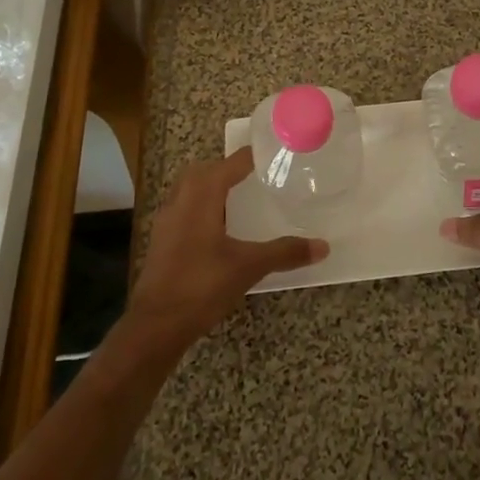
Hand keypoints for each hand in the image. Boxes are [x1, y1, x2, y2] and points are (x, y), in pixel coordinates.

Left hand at [127, 148, 328, 349]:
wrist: (155, 326)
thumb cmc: (202, 285)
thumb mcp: (249, 266)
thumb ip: (285, 252)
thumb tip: (323, 246)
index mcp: (202, 195)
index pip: (231, 163)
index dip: (252, 156)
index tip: (276, 154)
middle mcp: (181, 200)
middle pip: (205, 171)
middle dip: (228, 168)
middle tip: (256, 174)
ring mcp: (167, 221)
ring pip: (190, 190)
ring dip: (212, 187)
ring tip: (240, 198)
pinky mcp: (162, 241)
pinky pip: (184, 209)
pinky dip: (203, 208)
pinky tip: (220, 229)